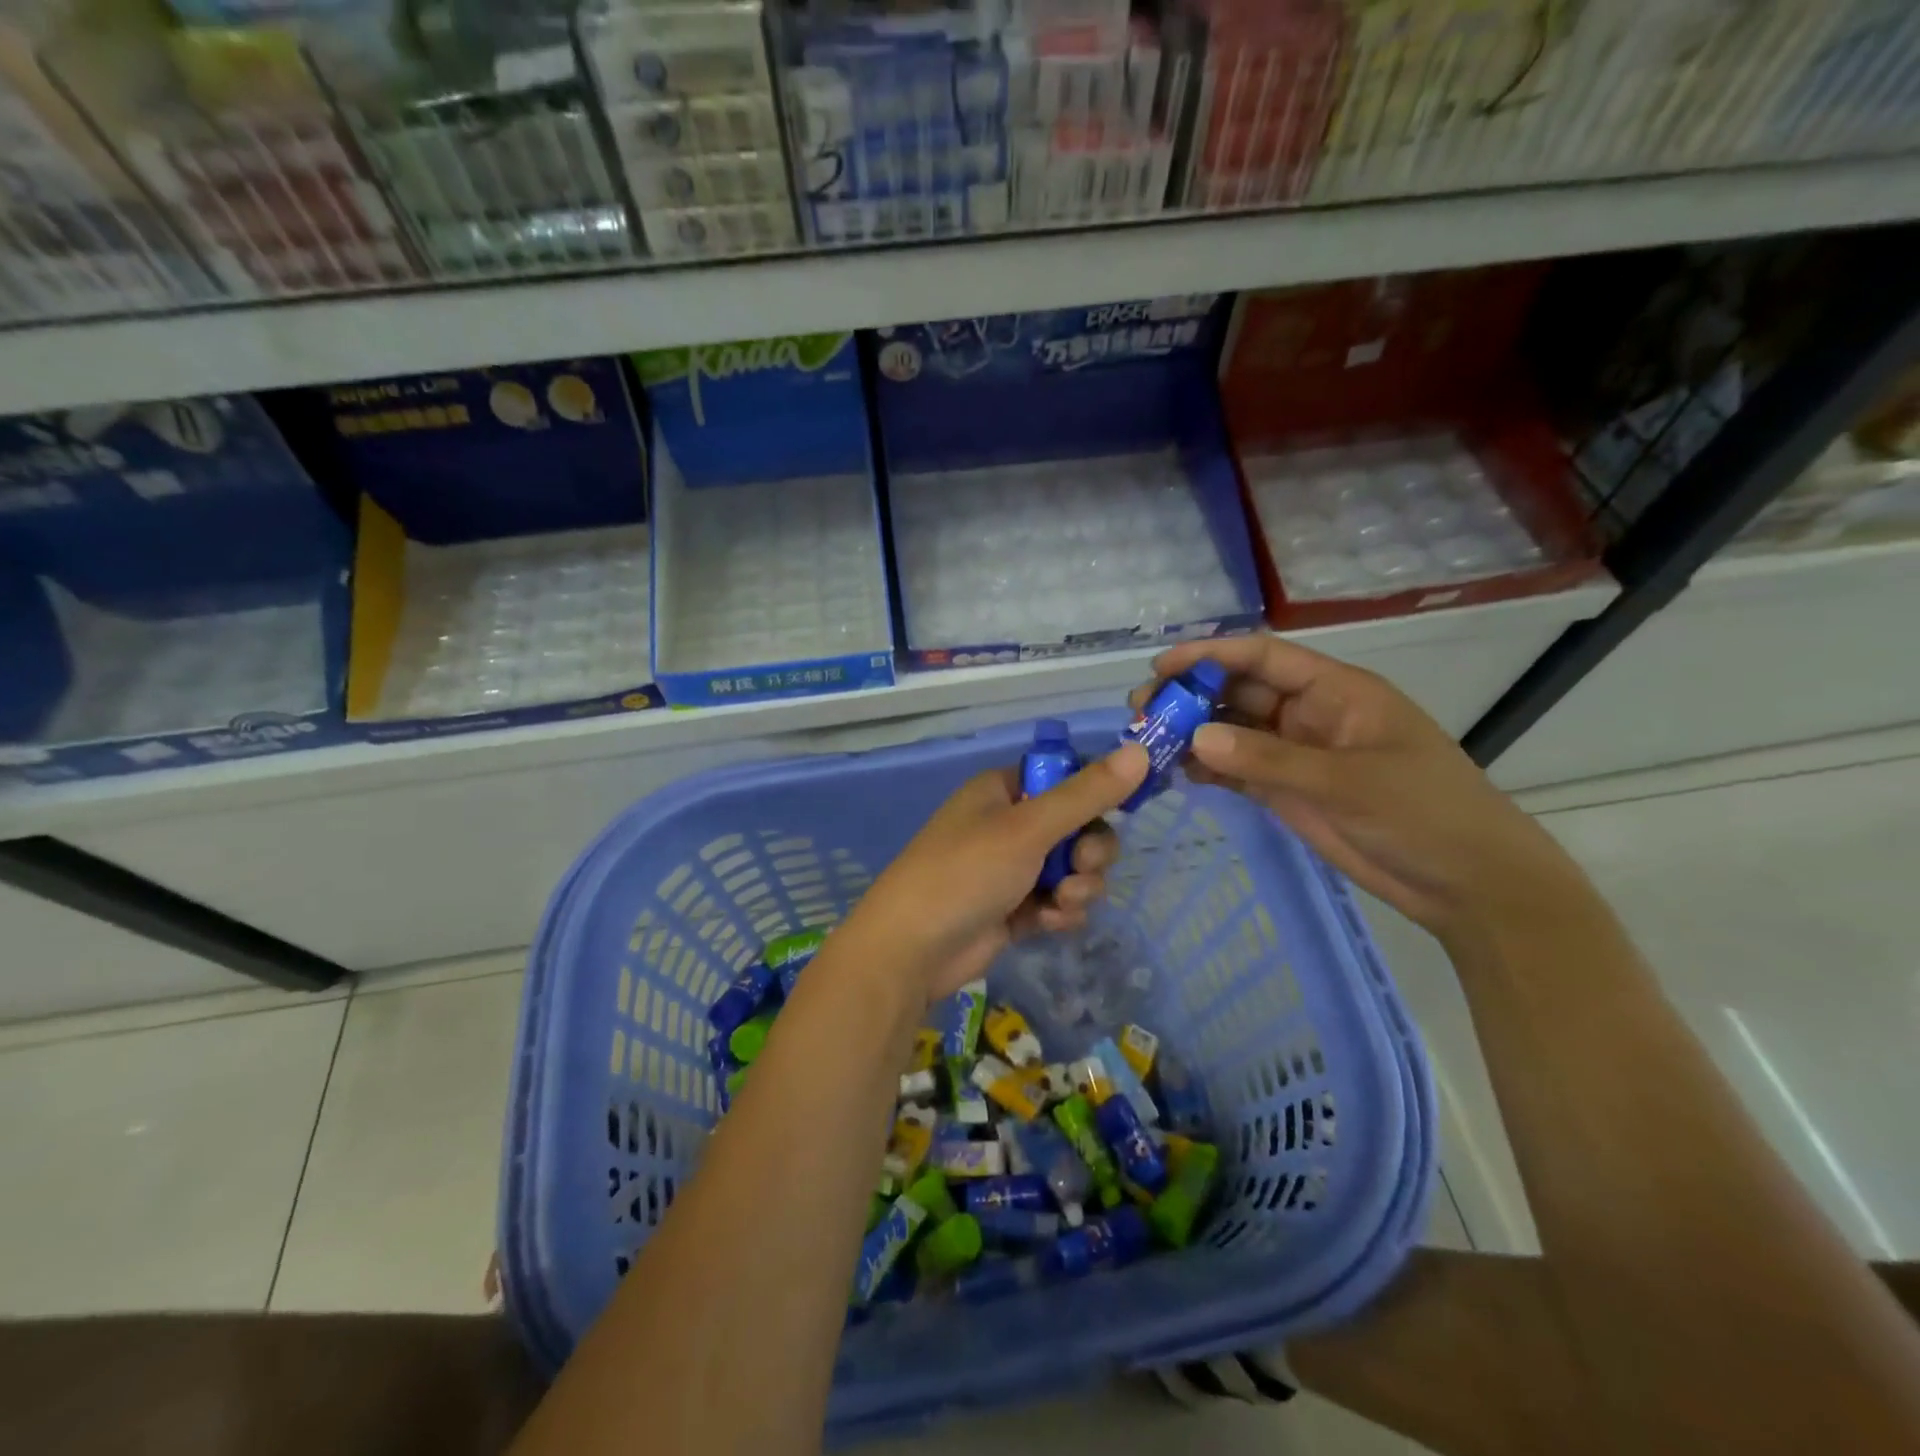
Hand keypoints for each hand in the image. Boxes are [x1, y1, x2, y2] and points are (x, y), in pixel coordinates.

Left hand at [841, 741, 1150, 1003]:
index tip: (1117, 813)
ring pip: (1072, 869)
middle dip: (1089, 852)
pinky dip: (1059, 912)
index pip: (1065, 779)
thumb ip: (1086, 794)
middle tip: (1082, 867)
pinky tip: (1047, 923)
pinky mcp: (1013, 910)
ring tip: (1060, 901)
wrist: (911, 949)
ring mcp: (1010, 869)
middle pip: (1077, 827)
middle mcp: (1007, 825)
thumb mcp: (1028, 828)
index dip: (1094, 796)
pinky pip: (1056, 901)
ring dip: (1078, 886)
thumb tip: (1140, 751)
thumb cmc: (966, 872)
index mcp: (1003, 791)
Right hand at [1136, 636, 1584, 944]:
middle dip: (1190, 696)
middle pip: (1238, 691)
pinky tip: (1176, 773)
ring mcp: (1295, 753)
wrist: (1466, 883)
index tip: (1162, 667)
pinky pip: (1236, 769)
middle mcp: (1308, 714)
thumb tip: (1195, 737)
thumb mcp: (1348, 782)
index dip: (1211, 655)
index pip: (1264, 657)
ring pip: (1231, 730)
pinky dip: (1206, 768)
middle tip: (1142, 712)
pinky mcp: (1286, 790)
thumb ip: (1269, 759)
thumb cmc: (1423, 814)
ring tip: (1147, 744)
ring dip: (1192, 733)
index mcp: (1335, 691)